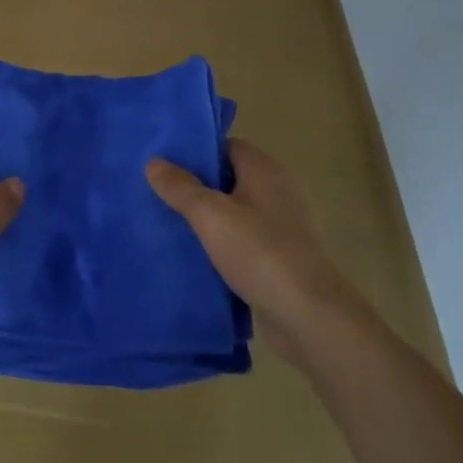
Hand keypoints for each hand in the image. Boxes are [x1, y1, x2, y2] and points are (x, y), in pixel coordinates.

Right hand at [146, 139, 354, 361]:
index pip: (225, 146)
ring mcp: (279, 226)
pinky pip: (239, 241)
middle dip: (193, 185)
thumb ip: (181, 187)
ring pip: (231, 212)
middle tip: (155, 191)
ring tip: (164, 222)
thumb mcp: (210, 214)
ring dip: (204, 218)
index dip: (195, 151)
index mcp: (264, 170)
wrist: (308, 316)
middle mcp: (275, 191)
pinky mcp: (277, 258)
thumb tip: (154, 162)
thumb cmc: (259, 252)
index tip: (162, 161)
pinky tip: (190, 254)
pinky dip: (218, 244)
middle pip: (227, 178)